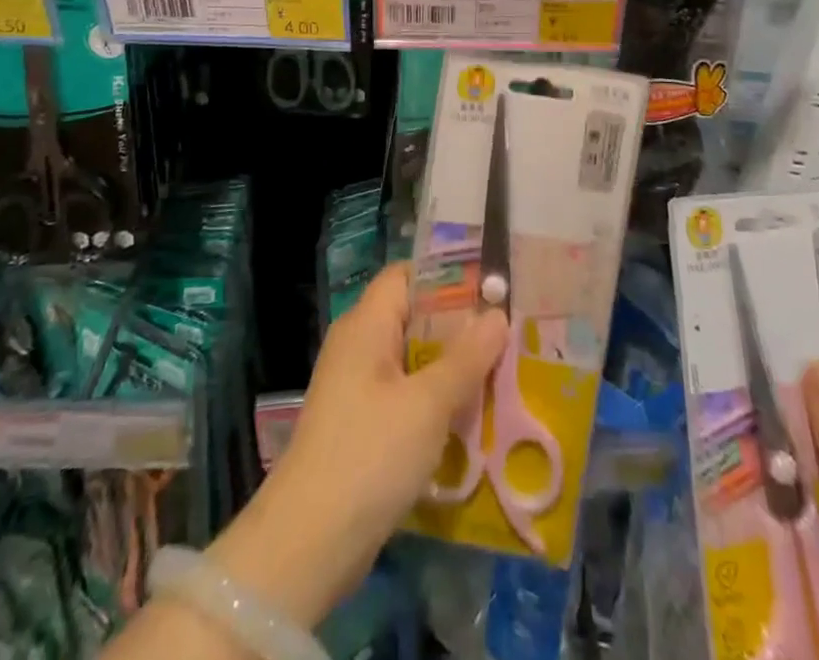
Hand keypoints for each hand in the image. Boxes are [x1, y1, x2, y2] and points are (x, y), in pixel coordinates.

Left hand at [209, 264, 507, 626]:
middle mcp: (358, 345)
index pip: (408, 275)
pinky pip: (405, 393)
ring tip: (502, 371)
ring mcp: (356, 386)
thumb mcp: (428, 404)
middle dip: (459, 324)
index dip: (448, 275)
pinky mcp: (360, 423)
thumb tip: (498, 314)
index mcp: (366, 324)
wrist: (308, 543)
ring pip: (413, 358)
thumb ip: (466, 357)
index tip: (493, 286)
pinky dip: (435, 398)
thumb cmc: (370, 455)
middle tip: (509, 330)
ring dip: (452, 365)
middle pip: (414, 316)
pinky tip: (471, 415)